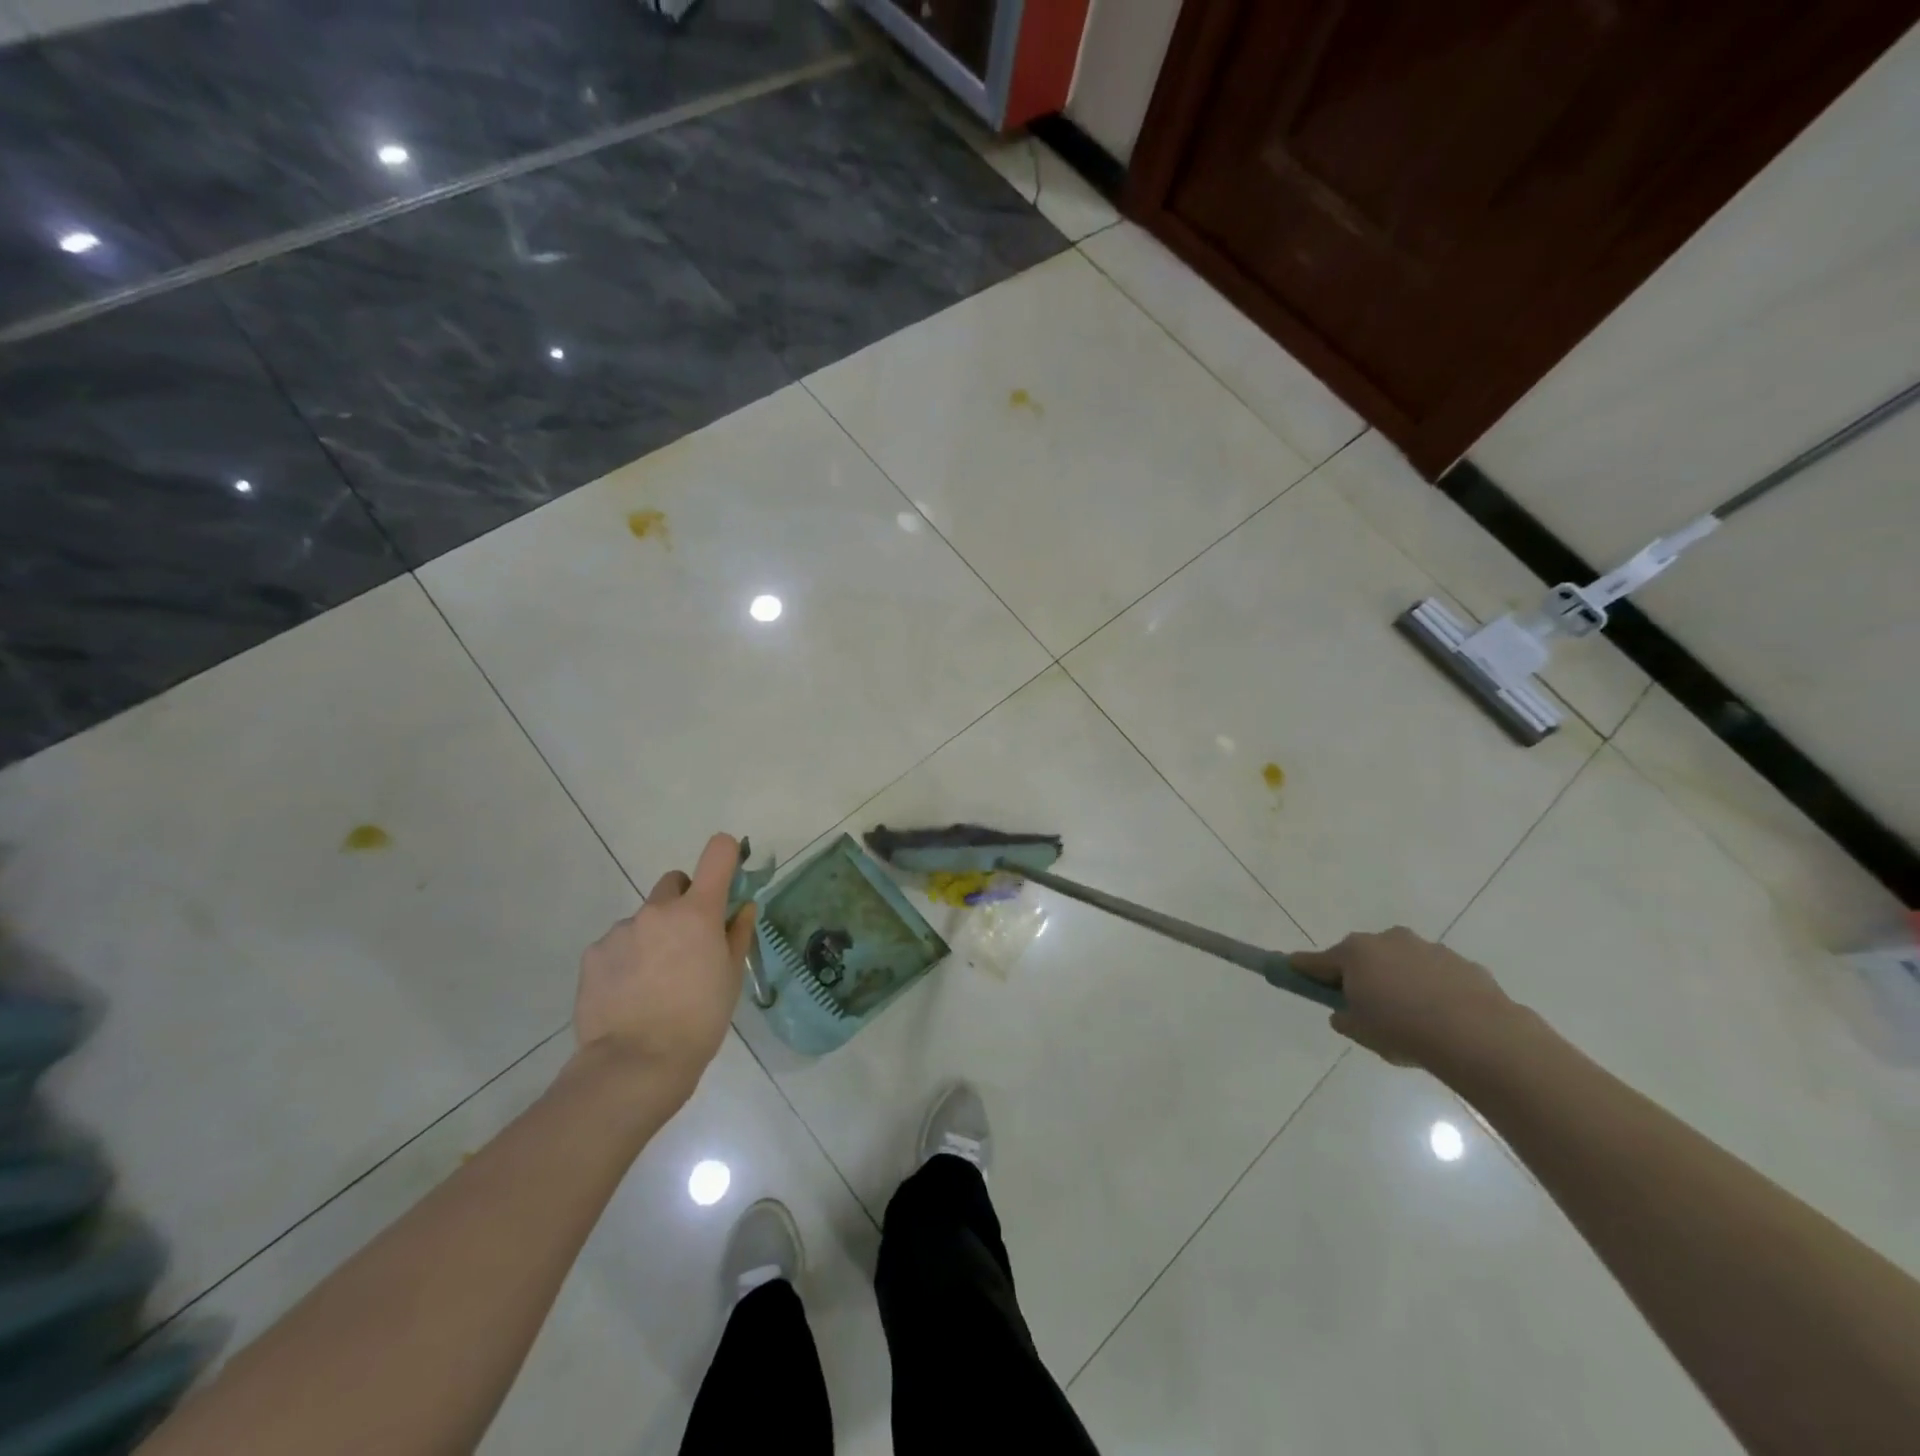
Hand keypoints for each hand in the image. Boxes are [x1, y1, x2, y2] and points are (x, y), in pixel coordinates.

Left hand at [574, 833, 757, 1102]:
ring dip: (652, 936)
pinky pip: (617, 944)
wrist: (636, 1063)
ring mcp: (621, 929)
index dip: (726, 854)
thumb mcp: (731, 977)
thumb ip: (737, 934)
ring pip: (644, 919)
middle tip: (688, 943)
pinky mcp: (593, 953)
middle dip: (684, 902)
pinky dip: (626, 958)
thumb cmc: (700, 1019)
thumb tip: (743, 907)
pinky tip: (630, 993)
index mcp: (698, 912)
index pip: (717, 853)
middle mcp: (657, 910)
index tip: (728, 875)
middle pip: (674, 883)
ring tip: (654, 982)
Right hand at [1293, 926, 1518, 1070]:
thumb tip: (1344, 1011)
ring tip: (1412, 1020)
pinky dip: (1432, 990)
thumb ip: (1345, 1017)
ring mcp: (1427, 948)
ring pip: (1401, 964)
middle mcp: (1387, 940)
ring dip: (1399, 982)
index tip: (1290, 972)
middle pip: (1362, 957)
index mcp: (1355, 953)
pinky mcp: (1461, 963)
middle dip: (1360, 976)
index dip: (1302, 970)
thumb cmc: (1404, 1031)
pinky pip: (1435, 975)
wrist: (1480, 1037)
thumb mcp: (1361, 1032)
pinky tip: (1443, 1020)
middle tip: (1365, 1009)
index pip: (1316, 961)